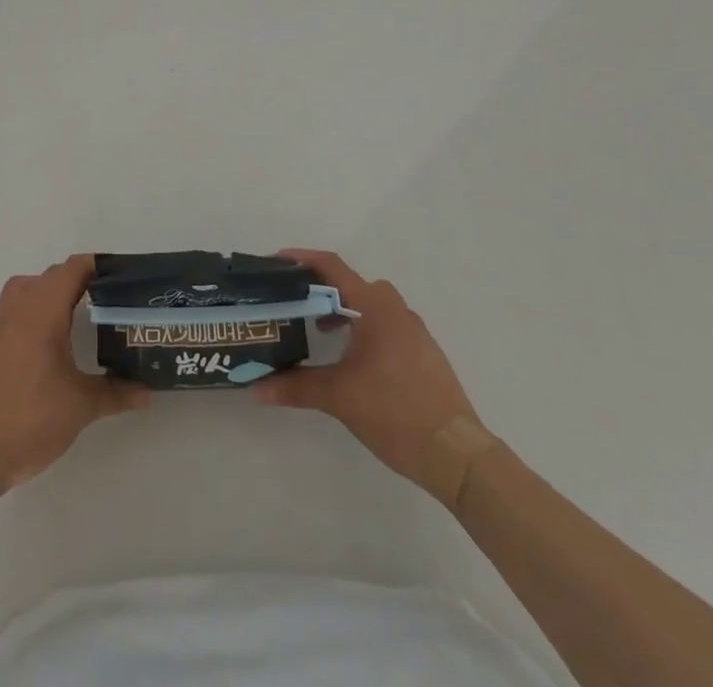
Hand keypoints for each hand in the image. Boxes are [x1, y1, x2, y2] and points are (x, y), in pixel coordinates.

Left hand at [0, 256, 148, 493]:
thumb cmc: (30, 420)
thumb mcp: (81, 407)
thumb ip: (116, 393)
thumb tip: (147, 392)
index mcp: (42, 313)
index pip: (70, 270)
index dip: (94, 266)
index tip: (117, 277)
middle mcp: (16, 312)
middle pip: (47, 277)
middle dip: (74, 281)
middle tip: (101, 300)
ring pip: (22, 292)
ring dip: (46, 294)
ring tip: (69, 318)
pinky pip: (9, 317)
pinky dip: (28, 319)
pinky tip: (42, 352)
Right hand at [253, 249, 478, 482]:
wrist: (457, 454)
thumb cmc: (394, 412)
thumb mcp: (339, 398)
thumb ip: (295, 387)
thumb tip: (255, 388)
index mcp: (375, 307)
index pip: (332, 266)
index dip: (302, 258)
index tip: (275, 263)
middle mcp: (396, 310)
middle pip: (352, 284)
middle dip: (321, 289)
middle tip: (293, 302)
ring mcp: (415, 331)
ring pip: (371, 305)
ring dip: (344, 310)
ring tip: (320, 333)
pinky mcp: (425, 353)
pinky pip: (387, 325)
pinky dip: (364, 328)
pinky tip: (353, 360)